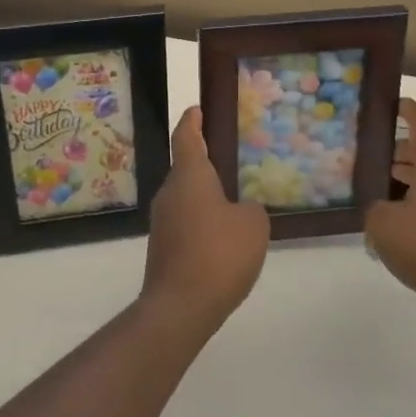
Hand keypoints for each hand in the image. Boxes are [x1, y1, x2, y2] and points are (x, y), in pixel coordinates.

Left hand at [141, 107, 270, 332]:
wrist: (180, 307)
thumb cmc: (219, 253)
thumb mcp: (253, 225)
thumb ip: (250, 209)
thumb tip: (240, 210)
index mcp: (189, 176)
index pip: (186, 137)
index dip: (192, 121)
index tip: (197, 109)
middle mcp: (170, 192)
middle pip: (185, 168)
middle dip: (205, 161)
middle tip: (230, 158)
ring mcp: (162, 222)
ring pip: (186, 197)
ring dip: (205, 195)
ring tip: (234, 199)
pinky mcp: (163, 248)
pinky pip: (185, 222)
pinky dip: (202, 221)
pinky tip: (223, 236)